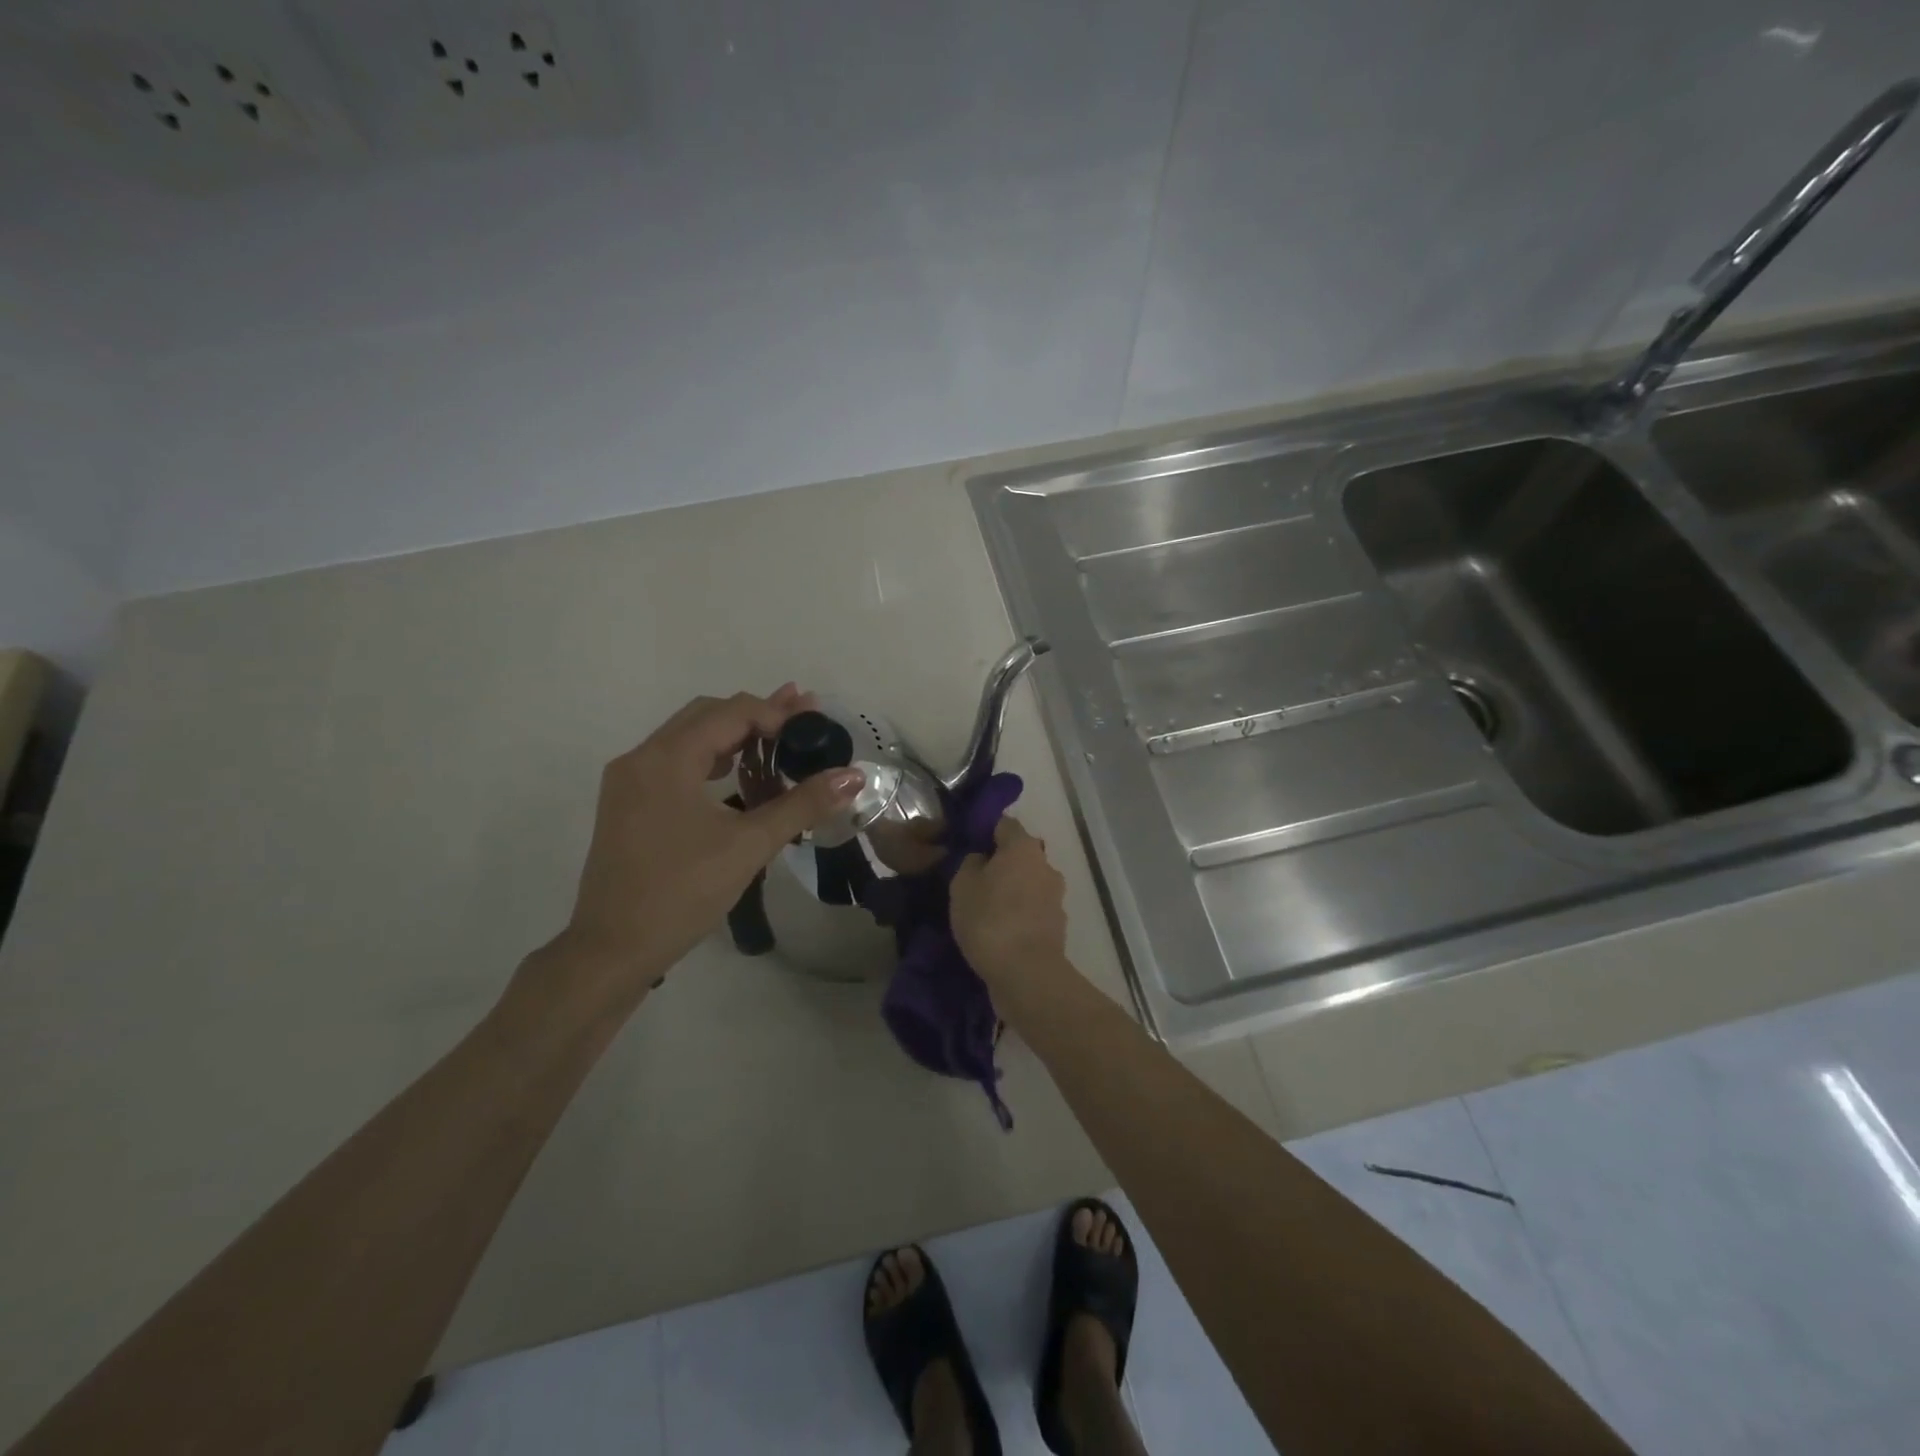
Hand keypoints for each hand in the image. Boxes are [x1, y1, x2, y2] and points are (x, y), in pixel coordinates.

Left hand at [536, 687, 862, 1009]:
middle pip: (707, 715)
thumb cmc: (683, 892)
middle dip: (757, 714)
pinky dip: (709, 757)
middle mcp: (642, 757)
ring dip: (733, 734)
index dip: (778, 713)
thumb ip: (802, 804)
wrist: (612, 950)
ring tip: (777, 740)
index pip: (732, 712)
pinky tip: (735, 774)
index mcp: (668, 758)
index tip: (815, 726)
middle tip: (802, 721)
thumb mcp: (750, 845)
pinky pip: (673, 762)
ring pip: (688, 737)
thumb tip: (854, 776)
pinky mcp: (626, 804)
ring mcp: (628, 781)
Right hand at [950, 816, 1068, 988]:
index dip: (984, 830)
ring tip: (985, 909)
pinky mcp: (1057, 925)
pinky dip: (1019, 915)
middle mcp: (1046, 865)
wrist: (1026, 974)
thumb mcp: (962, 885)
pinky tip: (1000, 930)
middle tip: (973, 879)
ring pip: (1028, 883)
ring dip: (1011, 891)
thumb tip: (982, 858)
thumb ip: (970, 863)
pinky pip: (1033, 910)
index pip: (1004, 824)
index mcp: (1023, 847)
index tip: (967, 844)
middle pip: (1020, 855)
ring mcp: (1056, 897)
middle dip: (1000, 863)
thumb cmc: (990, 920)